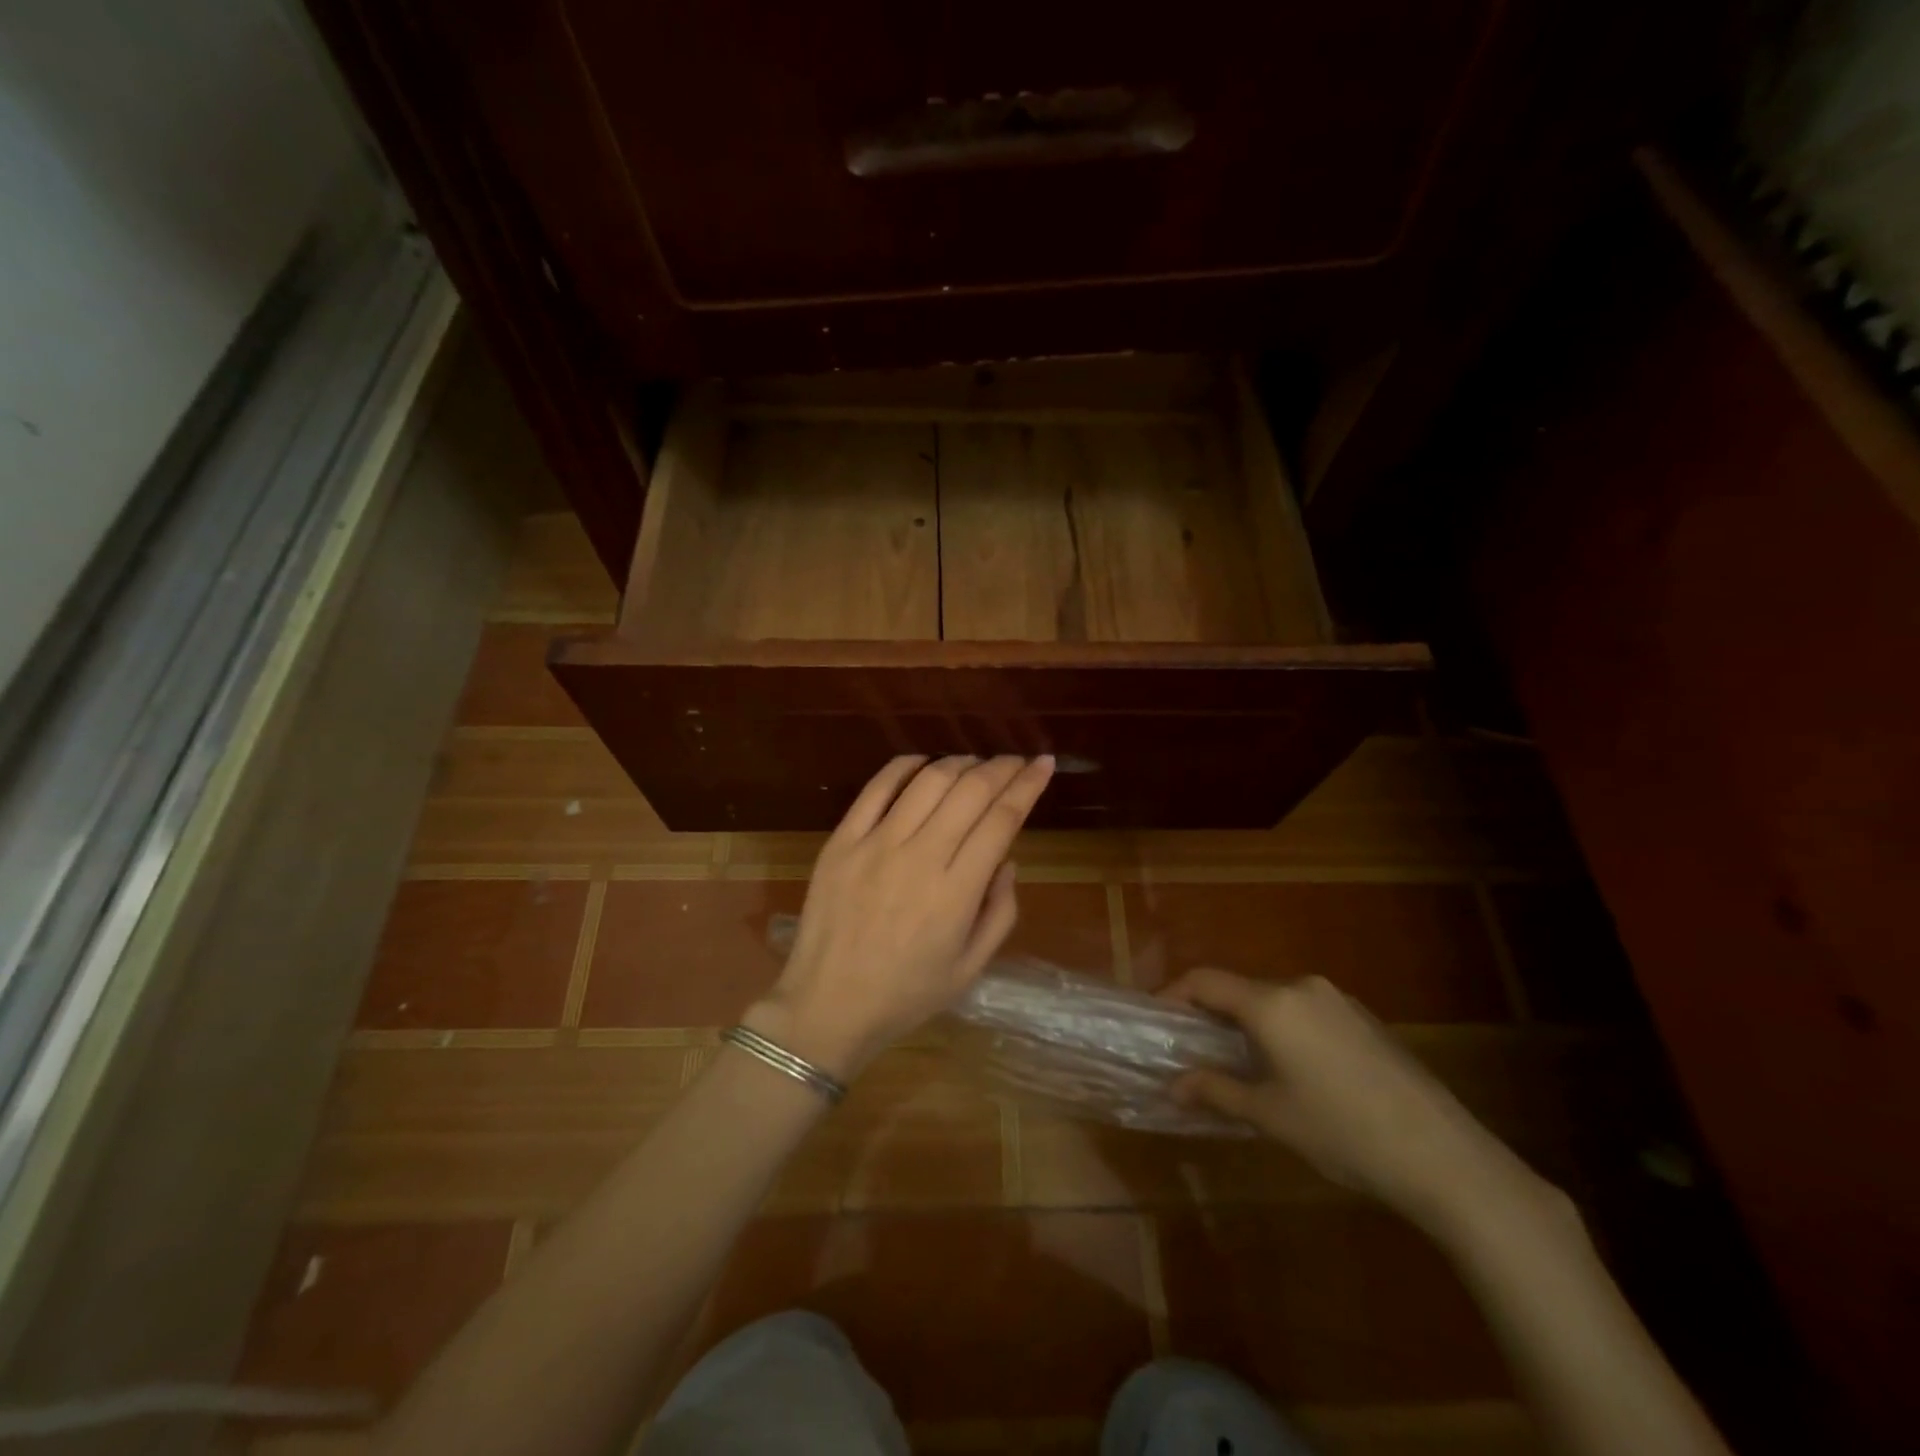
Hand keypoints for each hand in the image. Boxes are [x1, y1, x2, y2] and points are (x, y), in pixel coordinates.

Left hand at [746, 754, 1055, 1080]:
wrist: (827, 1006)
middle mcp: (920, 857)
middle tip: (1016, 761)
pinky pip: (877, 787)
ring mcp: (876, 844)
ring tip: (976, 763)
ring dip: (960, 762)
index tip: (1044, 763)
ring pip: (928, 781)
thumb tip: (1007, 860)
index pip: (1002, 819)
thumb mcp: (971, 968)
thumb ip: (1000, 912)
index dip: (1028, 785)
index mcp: (956, 892)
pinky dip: (906, 766)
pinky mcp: (842, 840)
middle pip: (970, 790)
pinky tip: (924, 764)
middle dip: (1002, 767)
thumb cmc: (906, 995)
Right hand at [1163, 970, 1547, 1233]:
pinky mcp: (1366, 1019)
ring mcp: (1339, 1000)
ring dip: (1250, 1024)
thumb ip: (1216, 1090)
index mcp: (1272, 1003)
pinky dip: (1284, 1030)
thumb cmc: (1343, 1132)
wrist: (1446, 1158)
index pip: (1205, 980)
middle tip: (1196, 1051)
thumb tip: (1174, 1085)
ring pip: (1275, 1001)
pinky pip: (1307, 1012)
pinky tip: (1294, 1071)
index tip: (1156, 1019)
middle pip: (1241, 989)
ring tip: (1242, 1065)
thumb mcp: (1270, 1116)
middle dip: (1212, 1015)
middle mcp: (1302, 987)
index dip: (1173, 994)